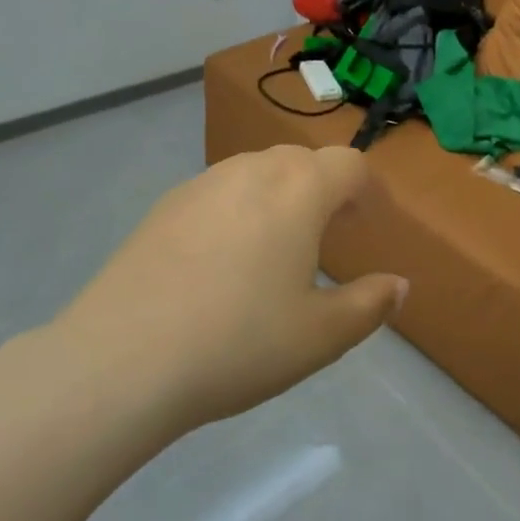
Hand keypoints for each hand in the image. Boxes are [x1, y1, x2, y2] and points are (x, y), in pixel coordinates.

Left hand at [52, 145, 406, 435]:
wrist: (121, 359)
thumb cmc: (238, 343)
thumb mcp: (320, 336)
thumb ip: (369, 305)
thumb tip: (398, 285)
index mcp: (299, 190)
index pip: (349, 166)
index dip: (369, 191)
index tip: (371, 225)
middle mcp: (252, 171)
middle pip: (302, 161)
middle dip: (325, 189)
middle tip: (332, 234)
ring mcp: (202, 183)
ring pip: (257, 172)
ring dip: (281, 196)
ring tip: (279, 245)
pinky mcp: (164, 206)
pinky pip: (219, 191)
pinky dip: (239, 209)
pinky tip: (223, 260)